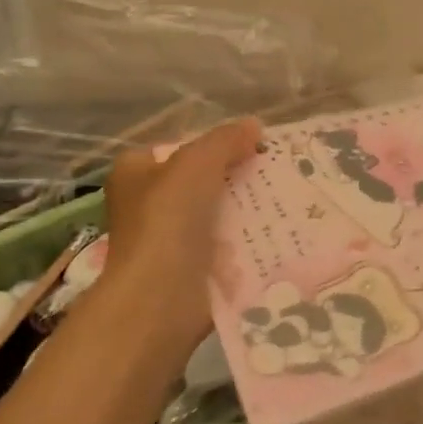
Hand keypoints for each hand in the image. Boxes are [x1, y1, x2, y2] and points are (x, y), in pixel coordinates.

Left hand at [92, 118, 261, 354]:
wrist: (161, 298)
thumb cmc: (167, 221)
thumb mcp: (196, 163)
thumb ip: (225, 140)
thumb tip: (254, 125)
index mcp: (135, 173)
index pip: (177, 148)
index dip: (212, 143)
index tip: (250, 144)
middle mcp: (148, 204)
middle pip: (202, 180)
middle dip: (236, 176)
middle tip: (275, 168)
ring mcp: (170, 238)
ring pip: (218, 212)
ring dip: (248, 207)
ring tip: (288, 195)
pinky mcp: (193, 267)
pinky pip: (228, 243)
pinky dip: (249, 237)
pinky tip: (280, 228)